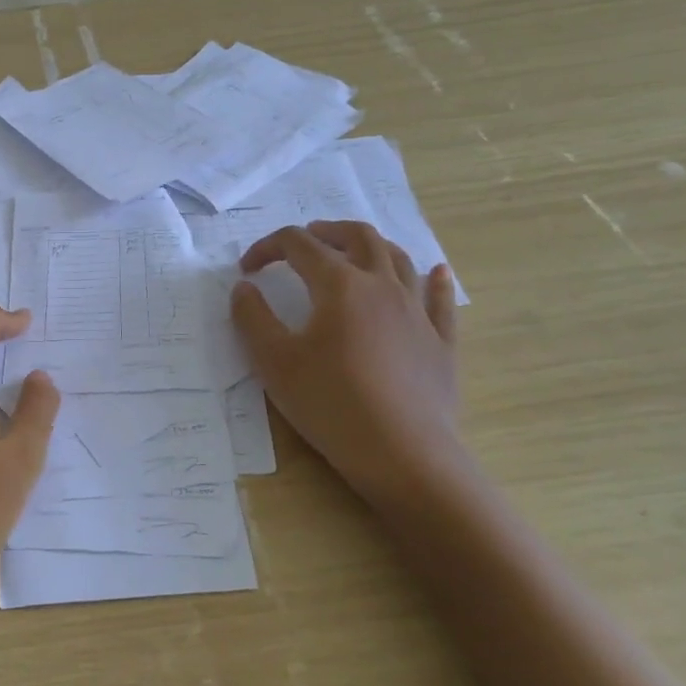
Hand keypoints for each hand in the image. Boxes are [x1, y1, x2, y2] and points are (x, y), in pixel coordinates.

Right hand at [231, 223, 463, 504]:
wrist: (403, 454)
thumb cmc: (330, 404)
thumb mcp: (274, 361)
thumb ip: (252, 318)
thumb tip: (244, 287)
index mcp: (339, 285)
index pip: (298, 245)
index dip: (268, 248)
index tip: (248, 269)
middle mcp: (382, 286)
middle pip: (358, 237)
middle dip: (326, 231)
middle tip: (305, 240)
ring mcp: (417, 312)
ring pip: (399, 259)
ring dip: (371, 246)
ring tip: (353, 252)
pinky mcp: (441, 341)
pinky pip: (439, 299)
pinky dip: (433, 278)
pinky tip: (434, 272)